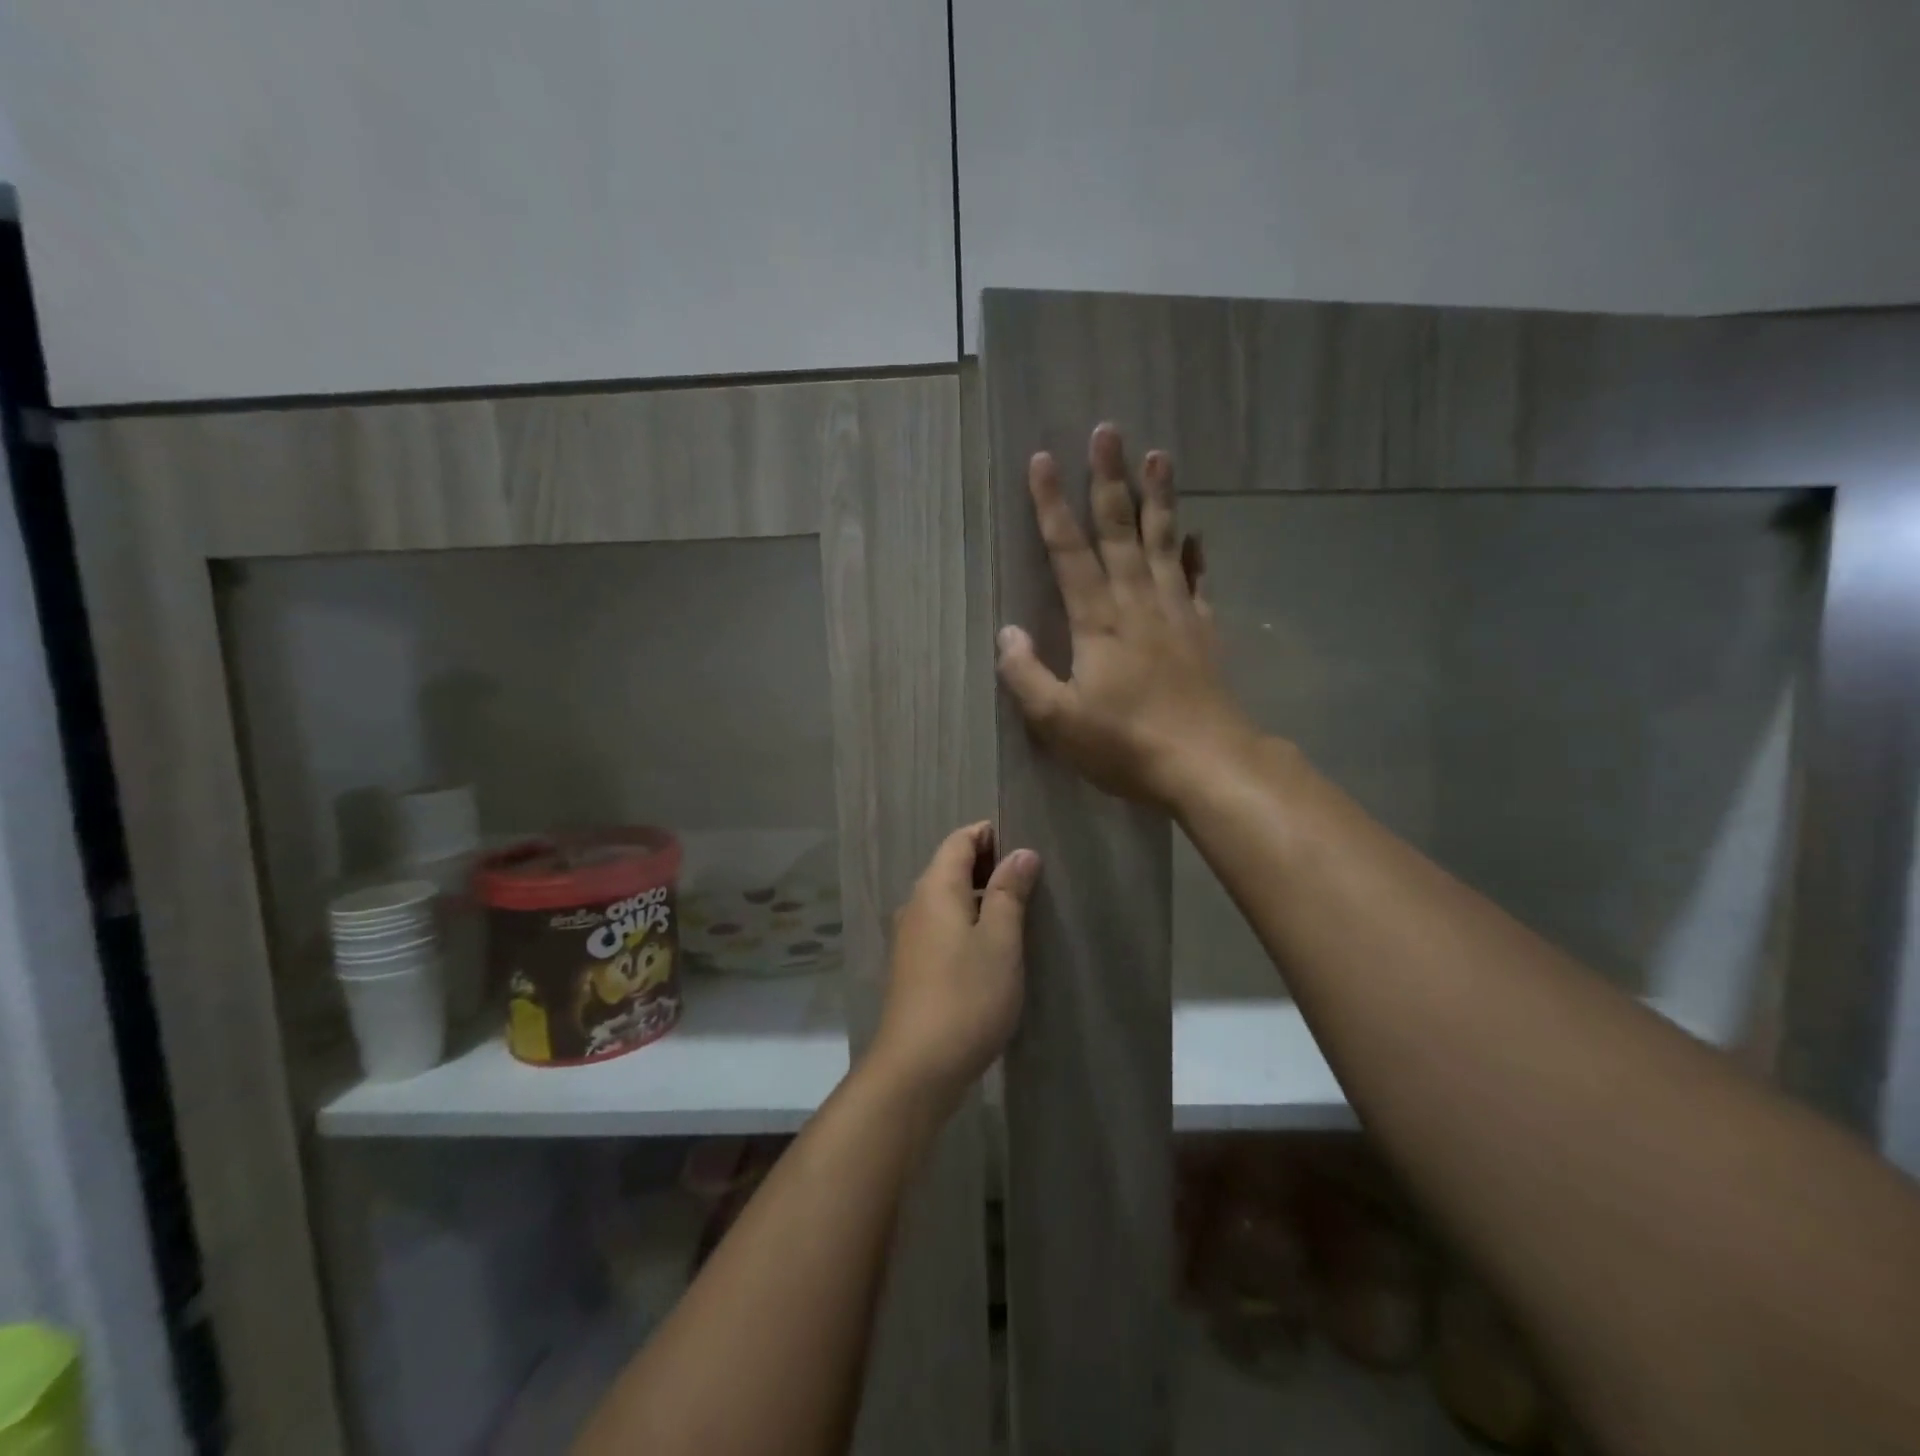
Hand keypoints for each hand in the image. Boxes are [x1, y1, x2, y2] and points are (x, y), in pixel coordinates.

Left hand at [869, 822, 1040, 1102]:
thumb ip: (1009, 892)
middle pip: (951, 867)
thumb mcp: (1000, 941)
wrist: (917, 1068)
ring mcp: (910, 937)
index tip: (1025, 843)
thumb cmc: (966, 997)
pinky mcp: (913, 966)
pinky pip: (942, 926)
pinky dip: (967, 922)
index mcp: (935, 888)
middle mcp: (916, 905)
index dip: (989, 834)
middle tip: (1031, 878)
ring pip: (947, 899)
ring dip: (980, 896)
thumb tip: (1022, 852)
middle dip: (988, 864)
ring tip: (1019, 911)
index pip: (959, 840)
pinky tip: (992, 947)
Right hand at [996, 423, 1257, 807]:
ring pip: (1164, 544)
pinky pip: (1197, 582)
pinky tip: (1195, 535)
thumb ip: (1026, 676)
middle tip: (1108, 430)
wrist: (1208, 764)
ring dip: (1159, 498)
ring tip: (1158, 456)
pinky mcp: (1204, 633)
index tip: (1043, 460)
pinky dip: (1194, 555)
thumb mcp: (1059, 722)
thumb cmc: (1126, 745)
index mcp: (1098, 623)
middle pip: (1121, 532)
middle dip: (1109, 480)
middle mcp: (1138, 605)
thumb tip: (1006, 633)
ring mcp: (1177, 615)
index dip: (1052, 506)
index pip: (1070, 553)